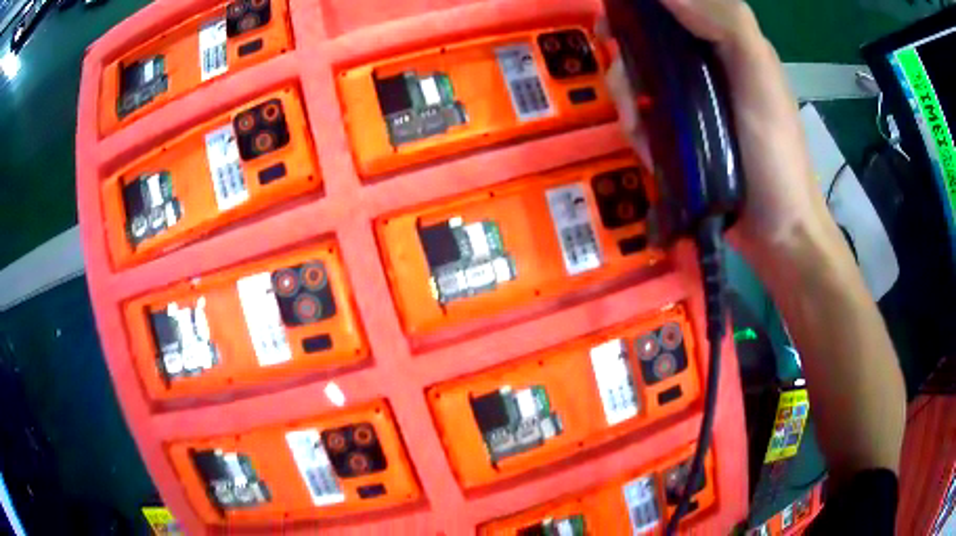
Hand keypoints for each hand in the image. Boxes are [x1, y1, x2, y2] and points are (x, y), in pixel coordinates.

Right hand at [601, 0, 841, 274]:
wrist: (778, 234)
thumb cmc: (776, 153)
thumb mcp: (760, 78)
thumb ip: (726, 23)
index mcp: (726, 45)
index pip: (673, 9)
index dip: (640, 9)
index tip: (614, 19)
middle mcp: (706, 68)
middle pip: (648, 43)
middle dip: (627, 59)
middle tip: (625, 81)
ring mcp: (692, 105)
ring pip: (640, 82)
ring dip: (627, 100)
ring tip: (639, 127)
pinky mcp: (681, 138)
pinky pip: (645, 119)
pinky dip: (637, 129)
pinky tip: (645, 147)